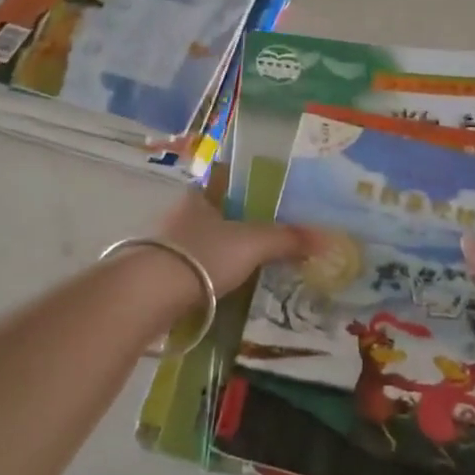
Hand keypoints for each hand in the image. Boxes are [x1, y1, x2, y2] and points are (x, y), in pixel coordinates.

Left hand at [156, 190, 310, 297]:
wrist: (147, 294)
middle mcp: (178, 215)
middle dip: (234, 225)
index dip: (243, 185)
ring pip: (200, 244)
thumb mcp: (252, 243)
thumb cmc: (201, 255)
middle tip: (265, 238)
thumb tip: (328, 238)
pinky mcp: (156, 276)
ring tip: (249, 269)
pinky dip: (206, 279)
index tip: (264, 198)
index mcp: (199, 195)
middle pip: (213, 214)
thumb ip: (287, 239)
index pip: (223, 180)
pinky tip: (222, 292)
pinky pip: (190, 271)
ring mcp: (164, 246)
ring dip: (219, 254)